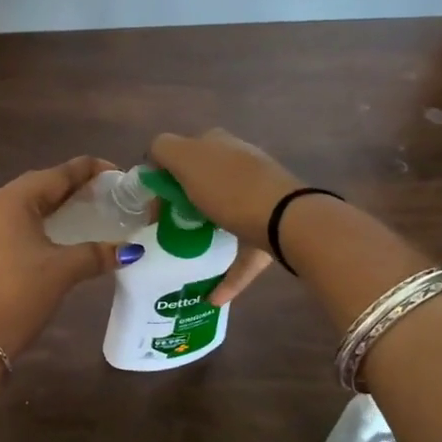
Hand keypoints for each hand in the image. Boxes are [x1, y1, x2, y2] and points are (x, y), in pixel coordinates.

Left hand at [0, 156, 128, 359]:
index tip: (117, 173)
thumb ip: (98, 254)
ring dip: (56, 204)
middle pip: (40, 185)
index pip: (57, 174)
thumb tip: (130, 250)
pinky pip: (16, 222)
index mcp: (13, 200)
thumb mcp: (64, 270)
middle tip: (105, 192)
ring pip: (26, 204)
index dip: (88, 170)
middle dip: (72, 186)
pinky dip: (40, 221)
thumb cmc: (21, 293)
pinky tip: (59, 233)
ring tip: (87, 209)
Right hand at [149, 129, 305, 305]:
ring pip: (225, 217)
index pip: (184, 153)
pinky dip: (228, 274)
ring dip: (206, 235)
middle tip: (166, 230)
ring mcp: (259, 199)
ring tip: (186, 256)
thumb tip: (156, 157)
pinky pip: (243, 254)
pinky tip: (213, 296)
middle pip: (203, 185)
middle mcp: (241, 166)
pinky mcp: (271, 232)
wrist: (287, 221)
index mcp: (219, 144)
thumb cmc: (229, 188)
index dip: (165, 177)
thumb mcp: (186, 158)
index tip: (155, 206)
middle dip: (185, 205)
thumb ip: (164, 149)